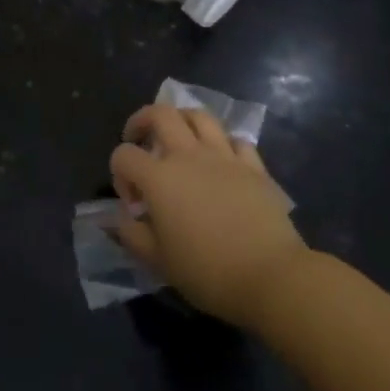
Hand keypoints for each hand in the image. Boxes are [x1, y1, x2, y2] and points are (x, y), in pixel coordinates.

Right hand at [108, 105, 307, 327]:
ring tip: (178, 138)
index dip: (119, 173)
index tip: (132, 203)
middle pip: (161, 114)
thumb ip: (131, 234)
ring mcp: (224, 156)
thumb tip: (120, 217)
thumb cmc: (207, 272)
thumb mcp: (157, 261)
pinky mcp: (254, 166)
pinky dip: (222, 143)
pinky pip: (235, 140)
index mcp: (159, 178)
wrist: (270, 276)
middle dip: (142, 120)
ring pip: (199, 116)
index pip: (124, 155)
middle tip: (139, 138)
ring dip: (182, 120)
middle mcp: (189, 155)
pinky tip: (220, 159)